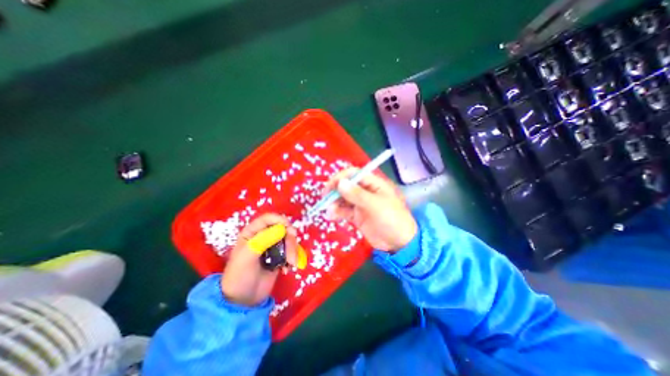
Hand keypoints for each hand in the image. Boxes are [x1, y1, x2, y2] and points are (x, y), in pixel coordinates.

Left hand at [223, 214, 299, 306]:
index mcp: (252, 233)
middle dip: (290, 241)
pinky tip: (288, 269)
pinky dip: (293, 258)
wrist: (243, 301)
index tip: (289, 228)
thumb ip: (263, 240)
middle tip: (291, 256)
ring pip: (289, 239)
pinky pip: (291, 250)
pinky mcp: (280, 256)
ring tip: (291, 265)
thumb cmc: (240, 277)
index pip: (267, 219)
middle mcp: (263, 236)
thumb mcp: (247, 257)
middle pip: (283, 229)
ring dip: (293, 251)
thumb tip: (282, 228)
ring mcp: (273, 247)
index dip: (279, 220)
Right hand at [324, 168, 417, 252]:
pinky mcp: (357, 215)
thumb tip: (340, 183)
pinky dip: (336, 212)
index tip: (330, 186)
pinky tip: (331, 216)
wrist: (399, 243)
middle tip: (325, 199)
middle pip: (346, 185)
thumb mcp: (375, 205)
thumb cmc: (391, 219)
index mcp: (373, 184)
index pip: (354, 174)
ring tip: (329, 211)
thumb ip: (357, 194)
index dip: (341, 178)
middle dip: (335, 191)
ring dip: (334, 203)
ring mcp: (360, 204)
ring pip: (343, 198)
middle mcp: (365, 191)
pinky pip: (344, 211)